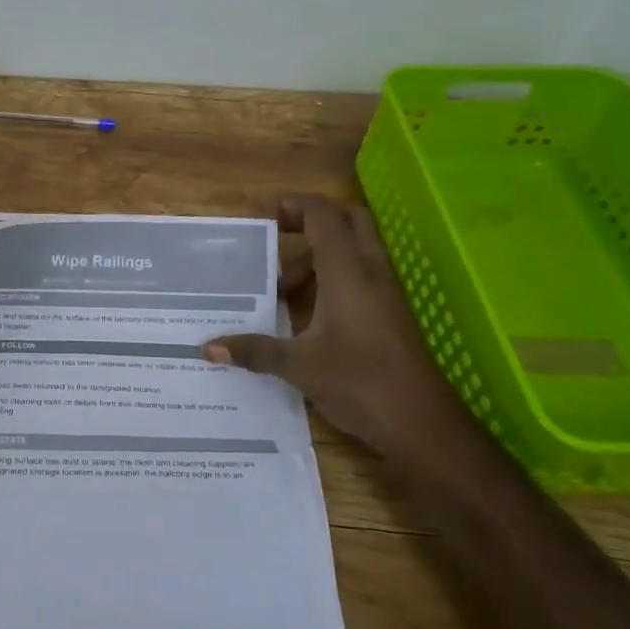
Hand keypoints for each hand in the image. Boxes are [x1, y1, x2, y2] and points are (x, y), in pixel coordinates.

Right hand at [203, 194, 462, 459]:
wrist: (422, 423)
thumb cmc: (358, 381)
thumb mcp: (298, 365)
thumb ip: (254, 350)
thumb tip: (207, 348)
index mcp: (348, 271)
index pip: (324, 216)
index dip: (297, 206)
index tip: (268, 217)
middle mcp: (370, 272)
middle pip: (349, 221)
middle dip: (313, 222)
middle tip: (280, 240)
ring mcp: (386, 292)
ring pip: (355, 250)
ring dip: (319, 257)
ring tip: (284, 291)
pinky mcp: (391, 313)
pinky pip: (361, 275)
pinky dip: (334, 278)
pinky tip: (308, 314)